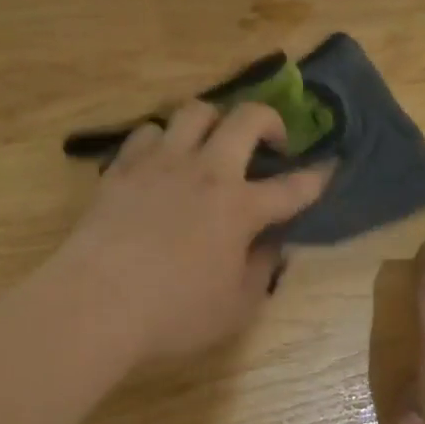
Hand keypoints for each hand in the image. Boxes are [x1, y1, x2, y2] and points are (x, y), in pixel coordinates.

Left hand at [52, 100, 329, 365]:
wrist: (96, 301)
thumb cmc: (173, 313)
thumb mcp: (235, 308)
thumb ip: (260, 271)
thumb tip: (270, 246)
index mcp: (240, 207)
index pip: (292, 187)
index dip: (315, 176)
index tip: (328, 166)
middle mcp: (207, 171)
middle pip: (247, 118)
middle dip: (269, 120)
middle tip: (270, 141)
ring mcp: (163, 162)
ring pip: (195, 111)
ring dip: (213, 121)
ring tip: (211, 143)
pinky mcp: (124, 165)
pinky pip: (148, 131)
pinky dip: (162, 140)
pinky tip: (160, 161)